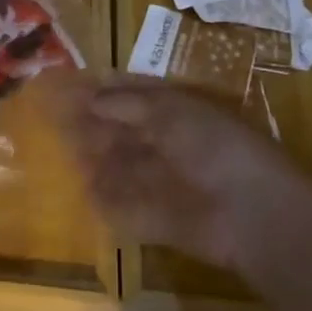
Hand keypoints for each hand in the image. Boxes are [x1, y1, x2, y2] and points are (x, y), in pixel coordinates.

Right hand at [56, 76, 292, 274]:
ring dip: (97, 164)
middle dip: (94, 128)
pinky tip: (85, 194)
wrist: (252, 211)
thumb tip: (92, 99)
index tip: (71, 89)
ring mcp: (167, 184)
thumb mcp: (168, 110)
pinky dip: (109, 203)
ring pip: (123, 169)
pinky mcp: (162, 221)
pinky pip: (129, 209)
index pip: (133, 97)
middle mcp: (171, 145)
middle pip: (124, 134)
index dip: (103, 93)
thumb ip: (127, 103)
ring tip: (66, 157)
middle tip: (59, 124)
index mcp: (177, 113)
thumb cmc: (212, 146)